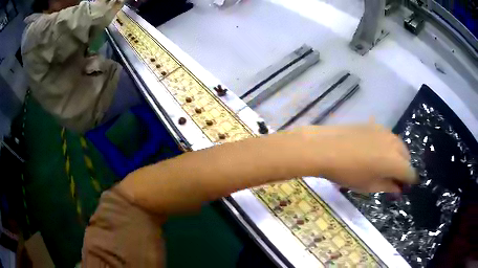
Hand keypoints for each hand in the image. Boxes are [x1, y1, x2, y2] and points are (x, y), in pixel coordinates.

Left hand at [290, 124, 417, 192]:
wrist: (326, 148)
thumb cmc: (347, 173)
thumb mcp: (369, 185)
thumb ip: (388, 186)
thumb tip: (398, 188)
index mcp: (395, 162)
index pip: (410, 172)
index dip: (409, 181)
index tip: (405, 187)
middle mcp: (394, 144)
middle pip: (407, 157)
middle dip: (404, 168)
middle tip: (393, 178)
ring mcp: (385, 131)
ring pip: (399, 145)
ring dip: (397, 156)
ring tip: (385, 165)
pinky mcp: (375, 125)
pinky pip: (389, 137)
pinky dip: (389, 146)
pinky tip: (377, 152)